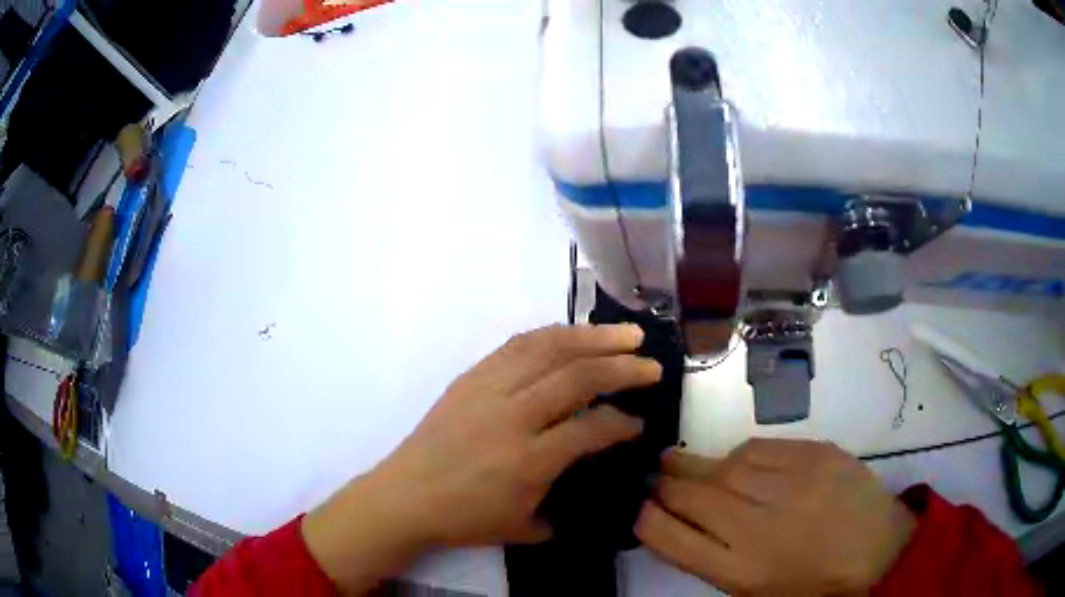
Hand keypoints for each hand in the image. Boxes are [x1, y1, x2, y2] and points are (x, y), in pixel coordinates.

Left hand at [303, 324, 661, 591]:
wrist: (405, 496)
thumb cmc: (463, 518)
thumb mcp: (521, 528)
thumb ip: (560, 512)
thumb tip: (583, 492)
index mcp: (528, 461)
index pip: (591, 429)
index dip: (623, 424)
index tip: (639, 423)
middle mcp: (512, 417)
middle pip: (577, 378)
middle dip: (622, 368)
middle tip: (652, 364)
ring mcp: (489, 390)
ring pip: (549, 349)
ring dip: (592, 337)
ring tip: (624, 334)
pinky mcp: (471, 377)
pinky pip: (517, 345)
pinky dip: (552, 335)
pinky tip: (572, 335)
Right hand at [635, 439, 915, 595]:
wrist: (877, 549)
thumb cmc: (811, 582)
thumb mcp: (754, 589)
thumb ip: (711, 559)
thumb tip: (677, 524)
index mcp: (738, 569)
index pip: (668, 536)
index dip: (645, 518)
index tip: (641, 509)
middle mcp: (756, 525)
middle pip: (689, 495)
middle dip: (662, 484)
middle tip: (654, 476)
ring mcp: (788, 484)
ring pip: (721, 466)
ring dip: (693, 465)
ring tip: (680, 463)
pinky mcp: (813, 454)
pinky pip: (758, 448)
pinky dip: (738, 456)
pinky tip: (736, 463)